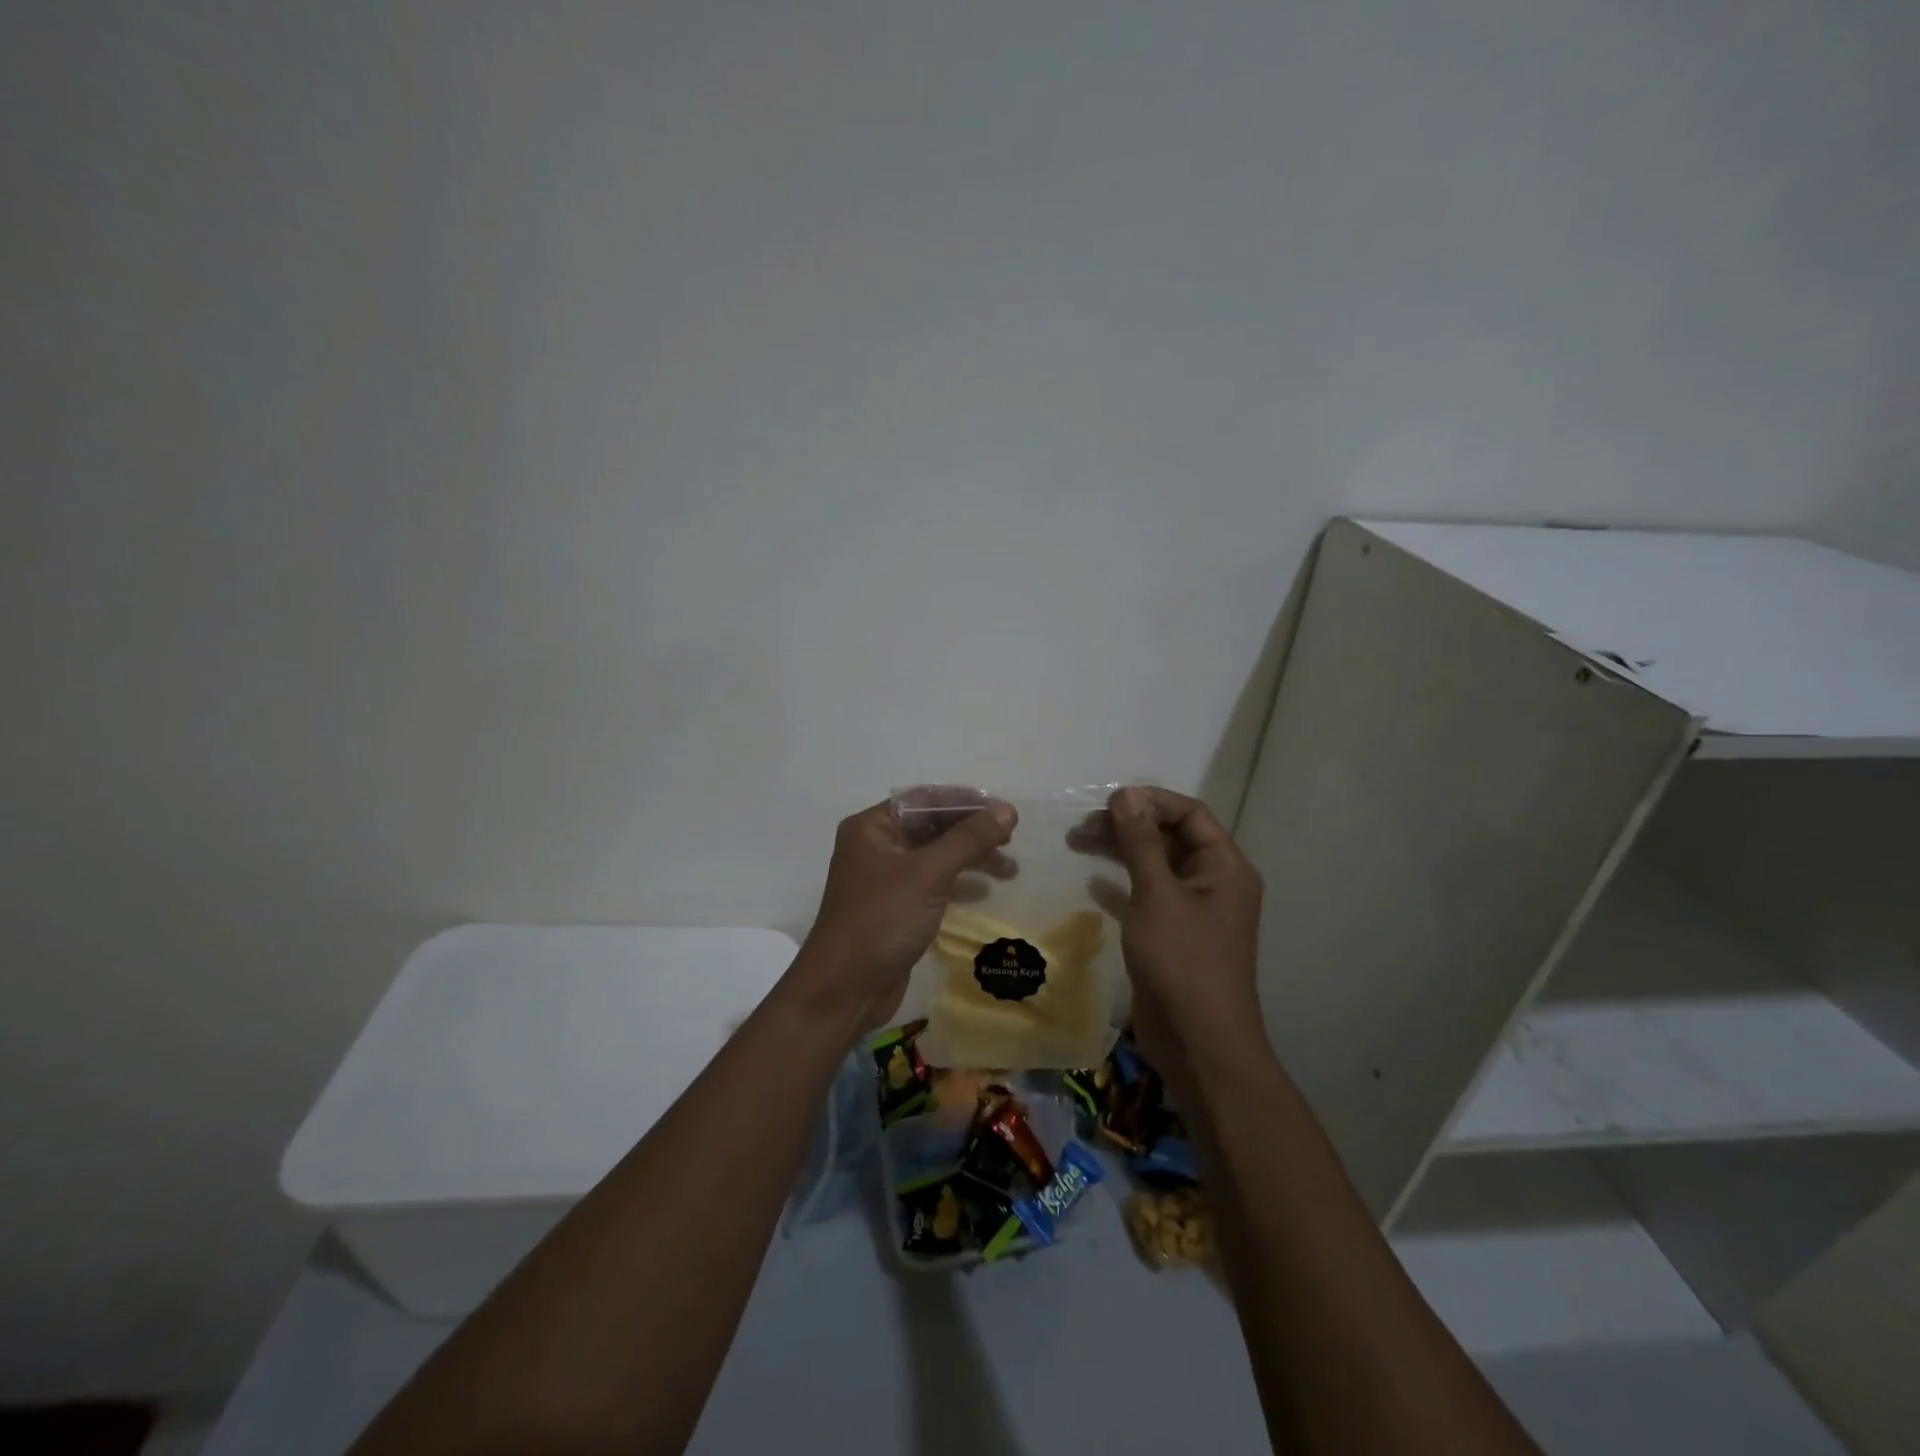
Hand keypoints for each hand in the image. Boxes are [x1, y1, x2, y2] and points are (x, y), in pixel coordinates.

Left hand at [794, 794, 1017, 1032]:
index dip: (966, 802)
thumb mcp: (927, 874)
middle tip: (1011, 841)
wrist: (845, 990)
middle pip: (932, 826)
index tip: (1005, 811)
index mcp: (873, 827)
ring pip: (936, 855)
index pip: (925, 800)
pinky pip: (933, 883)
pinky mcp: (897, 906)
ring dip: (971, 858)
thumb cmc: (881, 920)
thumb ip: (968, 839)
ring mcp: (886, 878)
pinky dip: (959, 882)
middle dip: (972, 832)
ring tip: (1009, 870)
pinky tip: (985, 891)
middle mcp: (877, 845)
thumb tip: (1007, 810)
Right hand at [1100, 786, 1263, 1070]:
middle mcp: (1214, 881)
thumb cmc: (1183, 962)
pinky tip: (1093, 881)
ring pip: (1156, 864)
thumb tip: (1126, 794)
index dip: (1150, 801)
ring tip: (1078, 842)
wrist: (1199, 1044)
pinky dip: (1122, 883)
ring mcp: (1194, 910)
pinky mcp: (1173, 934)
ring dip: (1120, 851)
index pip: (1190, 813)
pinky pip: (1148, 894)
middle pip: (1170, 836)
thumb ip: (1140, 842)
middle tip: (1082, 825)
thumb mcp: (1158, 895)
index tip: (1106, 802)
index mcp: (1225, 866)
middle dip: (1128, 825)